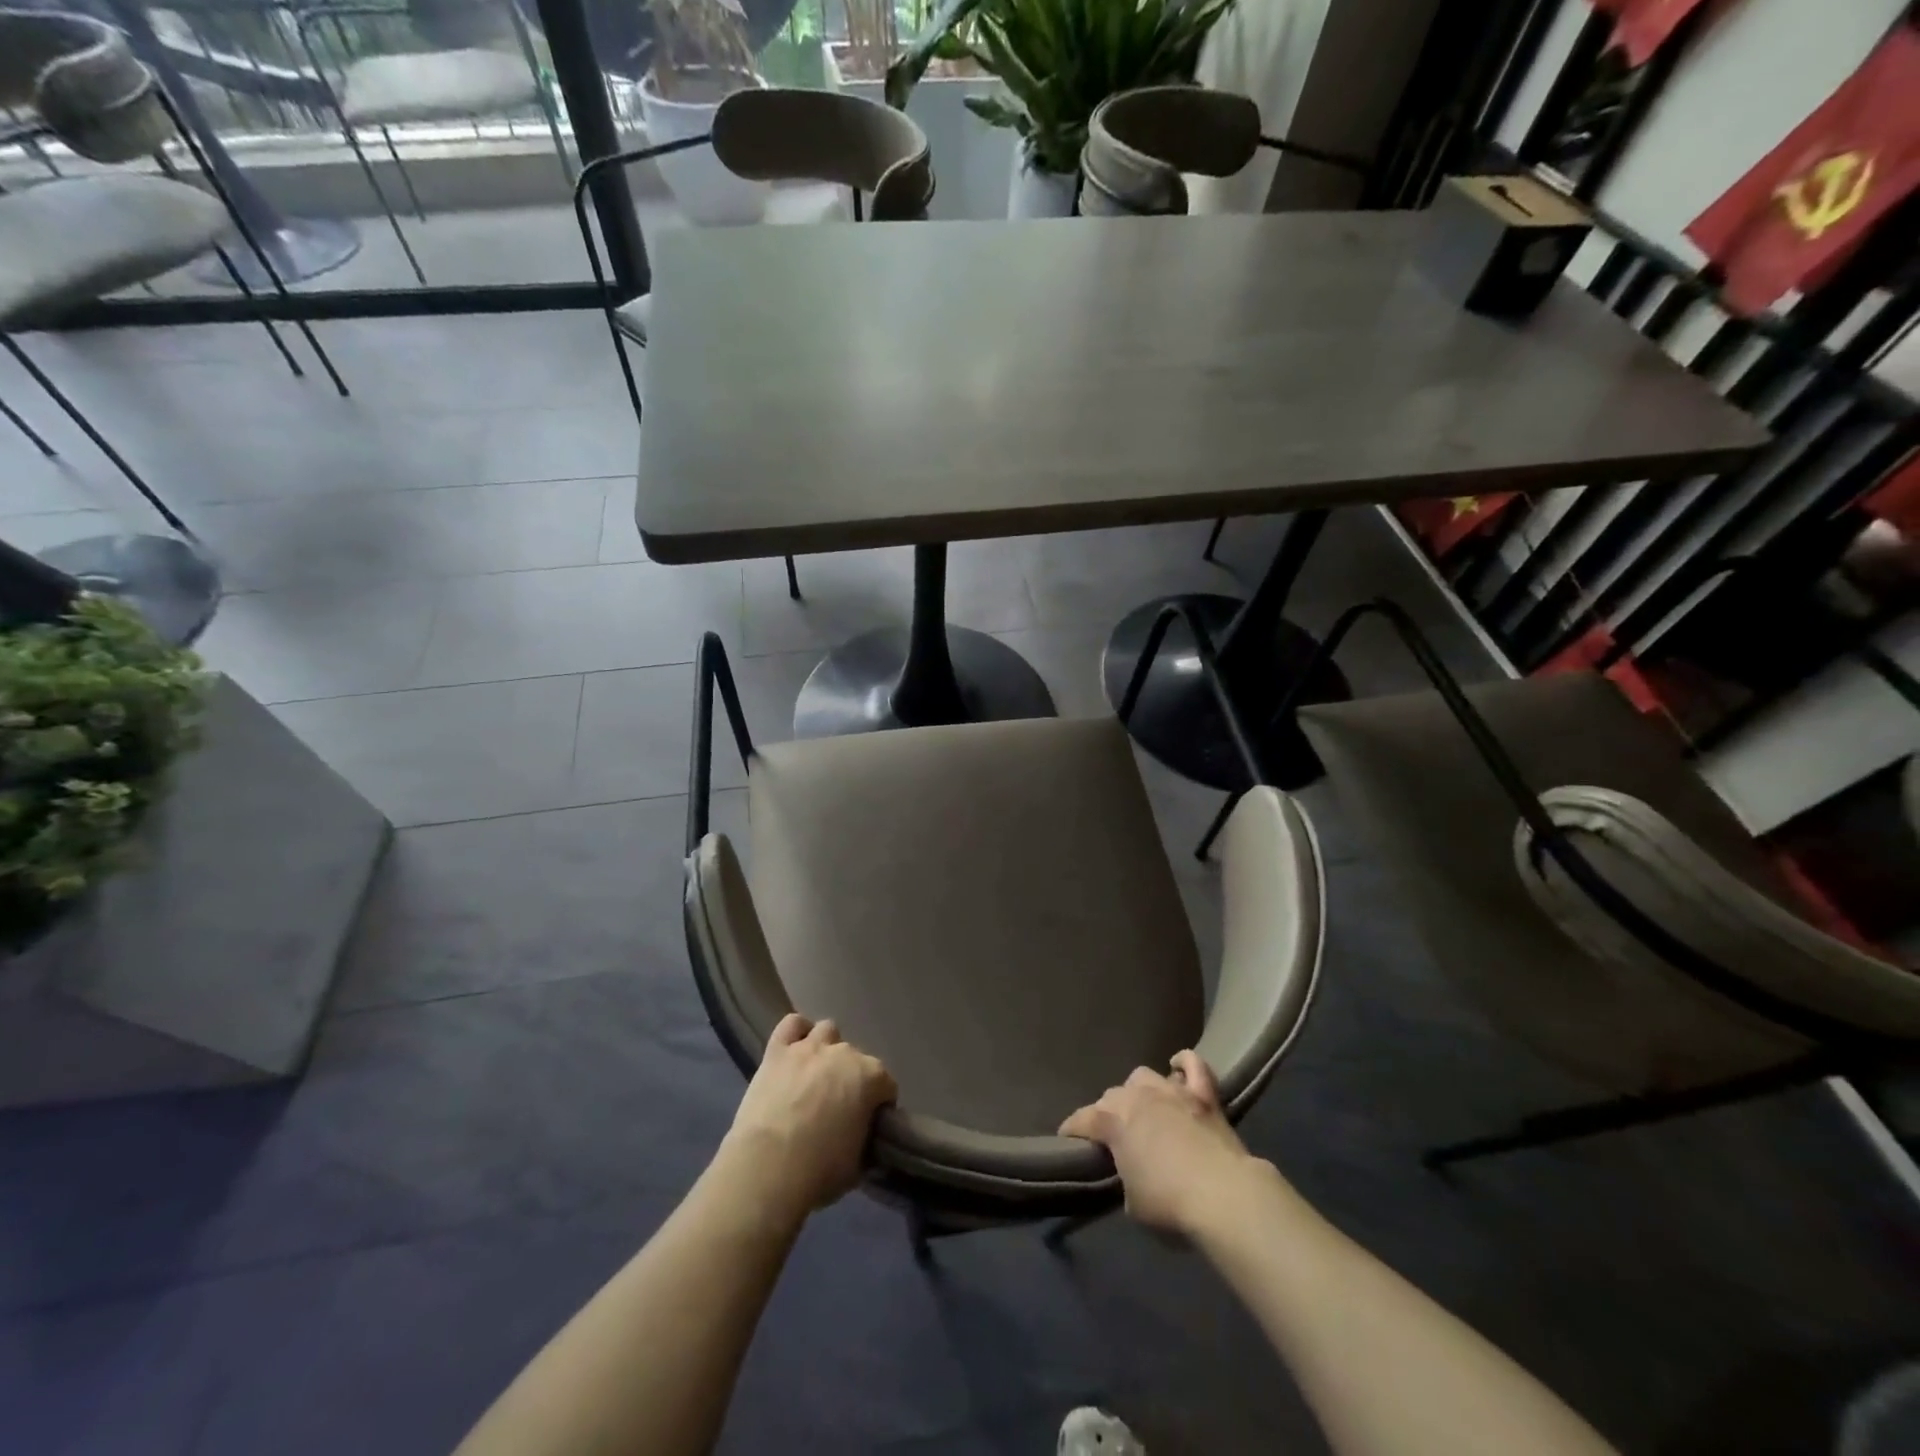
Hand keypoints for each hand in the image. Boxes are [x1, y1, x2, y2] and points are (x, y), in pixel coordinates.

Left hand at [720, 1014, 896, 1223]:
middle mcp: (845, 1053)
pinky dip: (796, 1033)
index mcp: (872, 1077)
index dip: (879, 1106)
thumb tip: (864, 1141)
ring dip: (827, 1050)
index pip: (887, 1085)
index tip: (869, 1126)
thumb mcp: (858, 1164)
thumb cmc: (820, 1170)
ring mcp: (810, 1047)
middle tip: (839, 1108)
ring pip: (827, 1031)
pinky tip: (794, 1051)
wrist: (768, 1168)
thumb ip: (866, 1142)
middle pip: (857, 1059)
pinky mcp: (778, 1051)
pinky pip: (791, 1025)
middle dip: (852, 1079)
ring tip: (817, 1077)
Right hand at [1059, 1050, 1256, 1235]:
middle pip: (1112, 1096)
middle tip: (1116, 1138)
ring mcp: (1170, 1091)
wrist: (1222, 1195)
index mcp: (1111, 1121)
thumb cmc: (1170, 1204)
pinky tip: (1177, 1069)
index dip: (1072, 1132)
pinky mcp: (1203, 1094)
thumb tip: (1132, 1173)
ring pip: (1143, 1076)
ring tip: (1145, 1110)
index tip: (1069, 1143)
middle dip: (1108, 1114)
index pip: (1081, 1120)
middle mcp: (1136, 1096)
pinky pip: (1192, 1065)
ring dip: (1139, 1092)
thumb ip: (1125, 1178)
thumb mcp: (1133, 1203)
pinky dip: (1183, 1064)